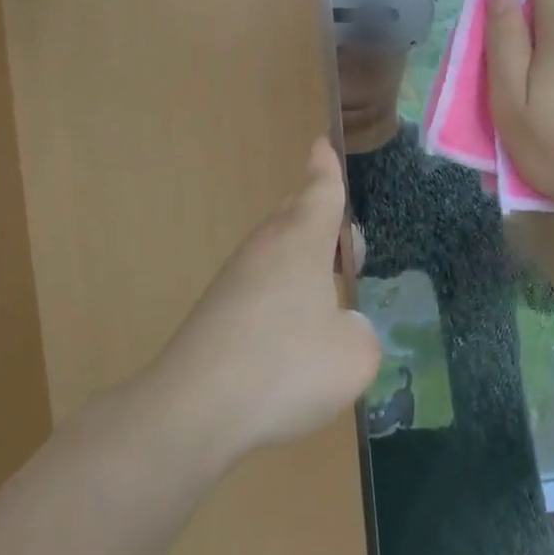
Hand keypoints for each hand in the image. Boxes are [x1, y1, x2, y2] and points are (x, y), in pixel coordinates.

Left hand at [156, 139, 380, 461]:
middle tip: (342, 241)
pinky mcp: (215, 313)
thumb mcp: (355, 355)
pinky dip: (280, 297)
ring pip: (275, 252)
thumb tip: (342, 327)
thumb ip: (360, 332)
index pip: (321, 191)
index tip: (321, 144)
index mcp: (302, 241)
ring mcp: (234, 279)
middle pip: (295, 216)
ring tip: (324, 293)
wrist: (193, 410)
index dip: (326, 169)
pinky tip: (289, 337)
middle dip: (319, 217)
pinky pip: (258, 287)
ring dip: (301, 262)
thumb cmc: (285, 367)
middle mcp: (266, 249)